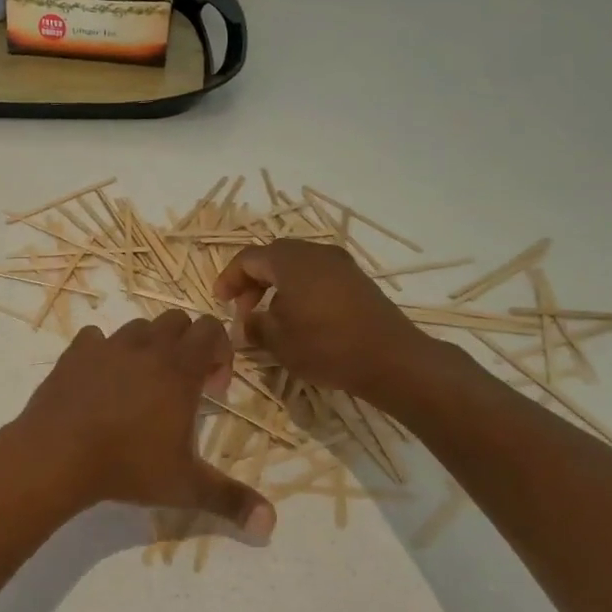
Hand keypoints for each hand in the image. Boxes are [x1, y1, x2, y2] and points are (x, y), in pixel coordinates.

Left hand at [15, 312, 275, 540]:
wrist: (57, 455)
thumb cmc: (128, 466)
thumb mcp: (185, 487)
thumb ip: (230, 500)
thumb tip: (270, 526)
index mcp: (179, 368)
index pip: (211, 329)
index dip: (220, 352)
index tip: (212, 390)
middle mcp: (146, 347)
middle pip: (176, 320)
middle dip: (186, 344)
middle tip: (181, 386)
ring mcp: (107, 346)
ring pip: (137, 328)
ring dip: (147, 347)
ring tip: (141, 385)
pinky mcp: (74, 353)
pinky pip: (94, 338)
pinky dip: (102, 352)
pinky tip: (100, 382)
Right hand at [215, 240, 452, 405]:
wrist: (392, 359)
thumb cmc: (326, 345)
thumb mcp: (278, 340)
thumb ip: (254, 326)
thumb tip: (246, 323)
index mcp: (290, 260)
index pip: (248, 258)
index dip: (229, 278)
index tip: (220, 301)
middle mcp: (316, 252)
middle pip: (273, 257)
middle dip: (253, 282)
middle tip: (243, 310)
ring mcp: (341, 264)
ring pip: (296, 266)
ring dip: (276, 287)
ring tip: (270, 317)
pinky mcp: (357, 281)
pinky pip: (317, 276)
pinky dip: (299, 290)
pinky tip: (300, 319)